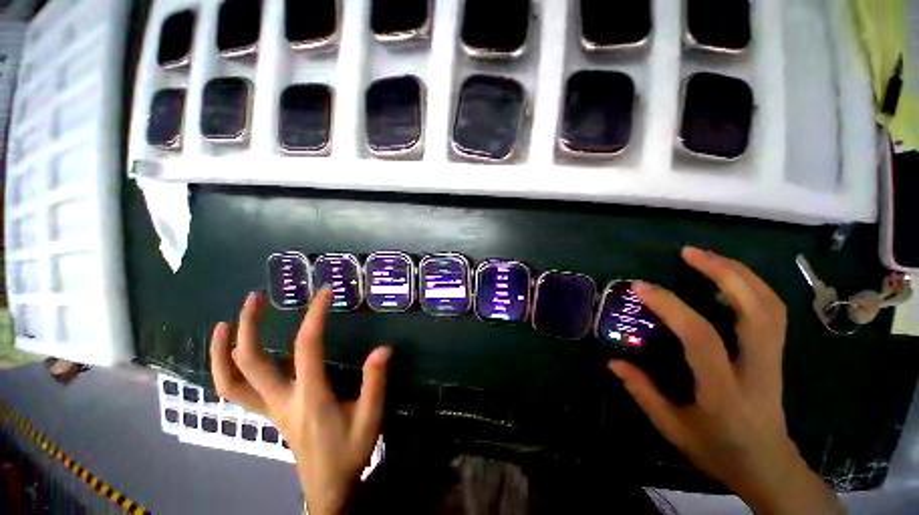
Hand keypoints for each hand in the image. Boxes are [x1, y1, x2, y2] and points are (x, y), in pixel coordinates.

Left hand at [210, 289, 391, 514]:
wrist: (328, 487)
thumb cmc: (349, 451)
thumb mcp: (370, 417)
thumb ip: (375, 382)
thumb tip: (383, 349)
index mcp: (310, 397)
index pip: (307, 347)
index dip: (315, 316)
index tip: (325, 293)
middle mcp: (282, 400)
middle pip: (251, 362)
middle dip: (249, 326)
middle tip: (255, 298)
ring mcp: (270, 408)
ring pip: (231, 381)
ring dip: (224, 350)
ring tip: (225, 323)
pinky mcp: (269, 413)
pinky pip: (237, 391)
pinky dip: (226, 370)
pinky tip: (232, 354)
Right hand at [609, 247, 843, 514]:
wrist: (768, 467)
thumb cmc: (718, 451)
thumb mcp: (673, 429)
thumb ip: (642, 392)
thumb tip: (612, 361)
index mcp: (725, 391)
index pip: (700, 337)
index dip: (670, 306)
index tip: (641, 287)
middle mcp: (758, 369)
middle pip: (755, 310)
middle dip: (724, 273)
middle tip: (689, 252)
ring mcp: (775, 360)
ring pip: (771, 306)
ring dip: (741, 273)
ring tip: (708, 256)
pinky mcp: (778, 355)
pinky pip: (774, 312)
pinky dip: (754, 286)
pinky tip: (731, 277)